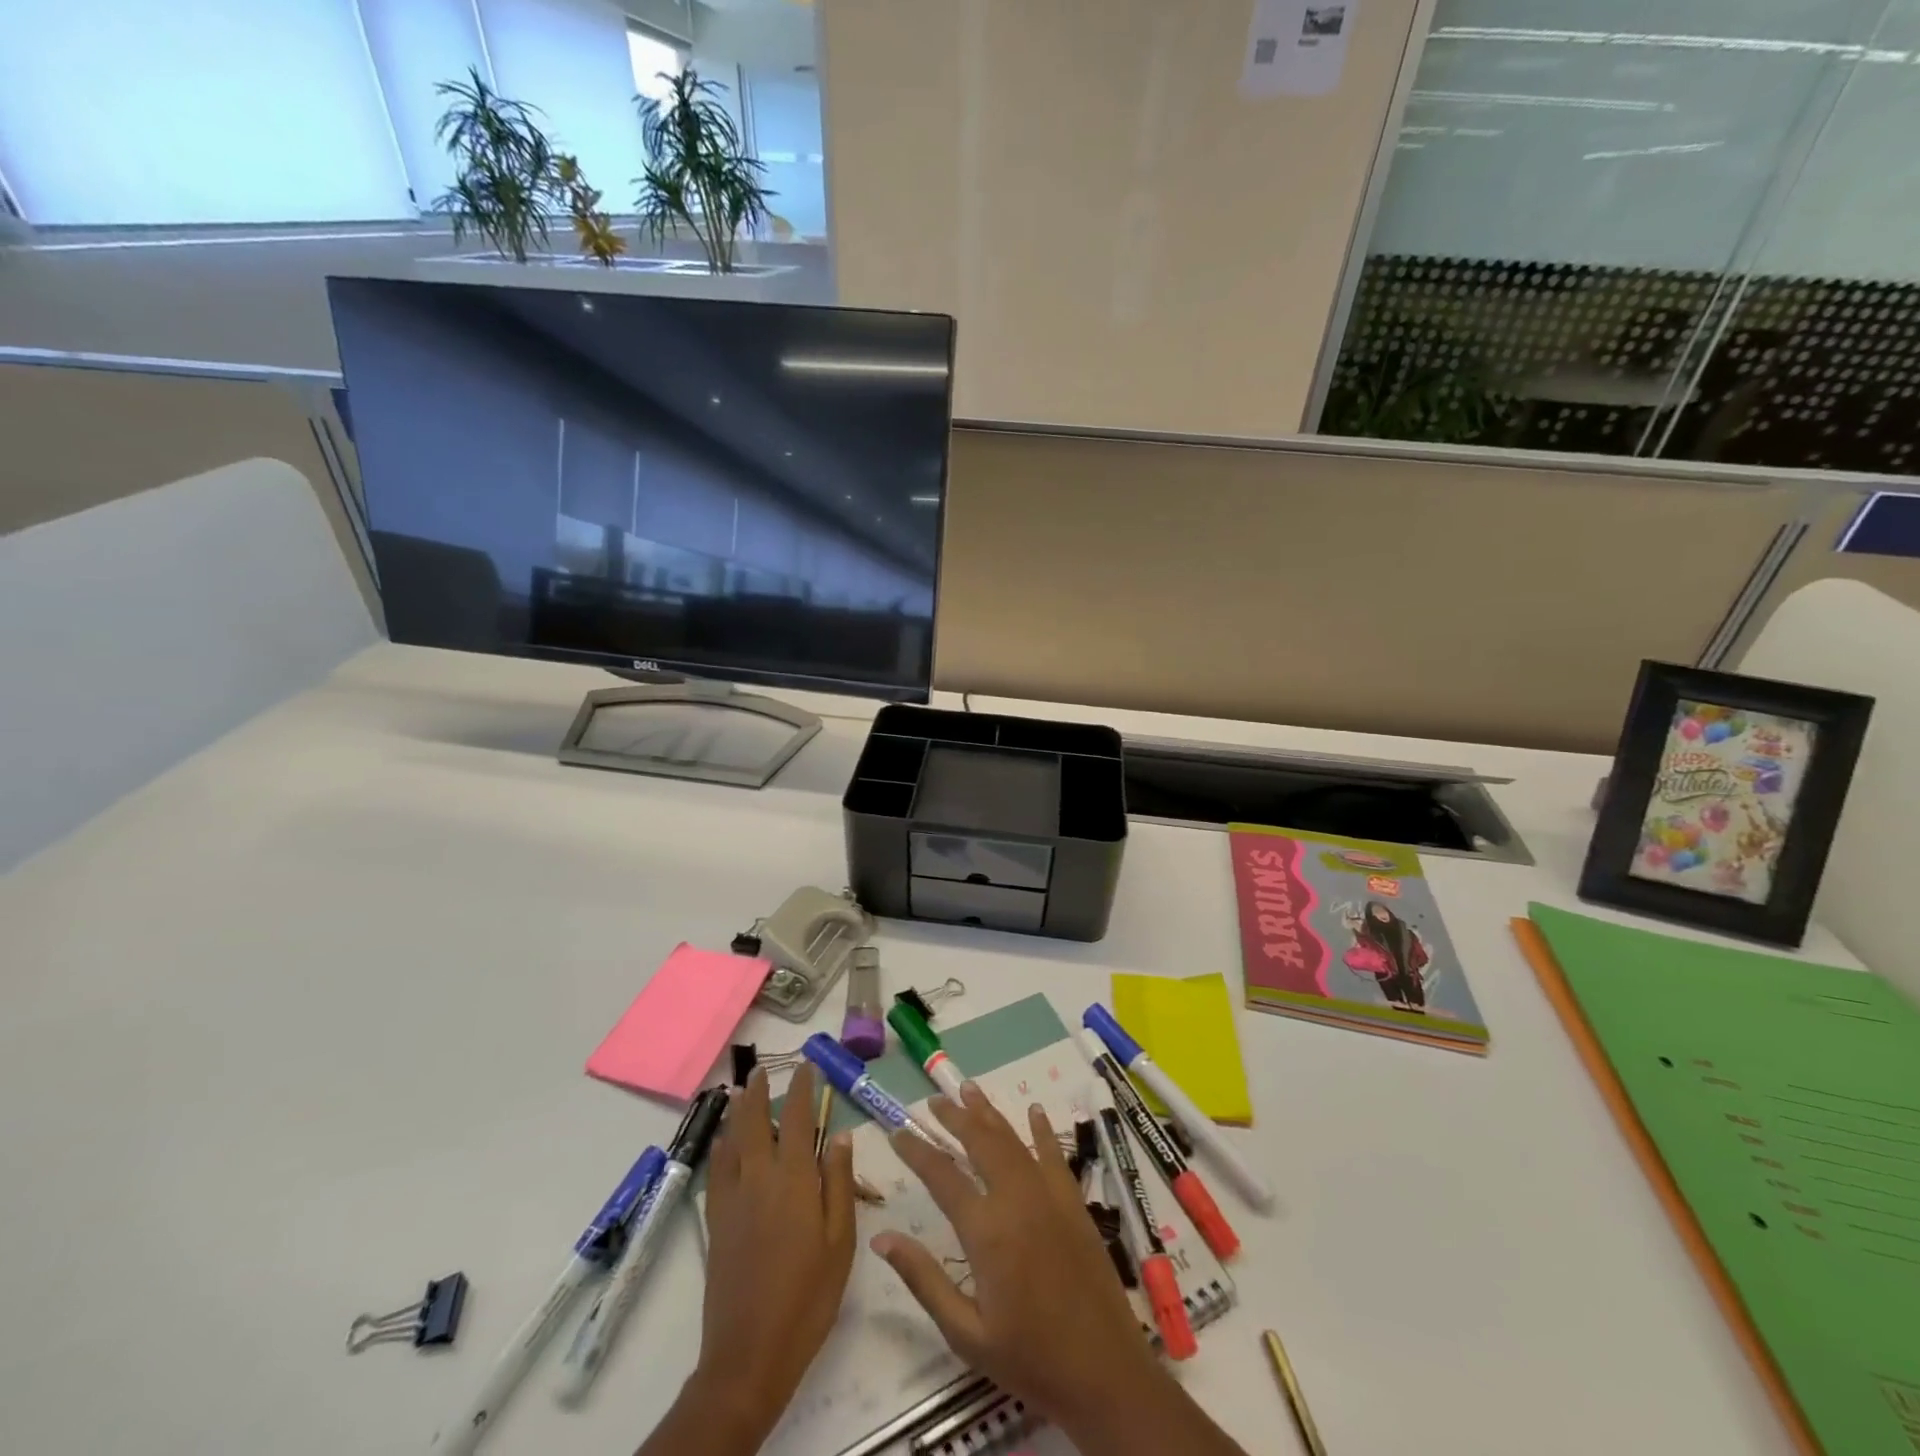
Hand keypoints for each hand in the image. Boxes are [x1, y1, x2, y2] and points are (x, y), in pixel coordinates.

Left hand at [689, 1065, 854, 1443]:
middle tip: (762, 1070)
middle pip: (755, 1122)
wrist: (750, 1353)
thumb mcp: (840, 1241)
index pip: (796, 1119)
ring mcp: (732, 1199)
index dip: (801, 1089)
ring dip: (737, 1112)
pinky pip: (716, 1170)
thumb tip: (839, 1135)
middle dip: (759, 1092)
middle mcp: (759, 1178)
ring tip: (740, 1092)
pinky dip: (720, 1147)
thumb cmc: (808, 1296)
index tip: (806, 1066)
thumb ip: (839, 1183)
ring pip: (732, 1141)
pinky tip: (723, 1143)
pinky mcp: (716, 1222)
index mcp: (794, 1179)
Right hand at [871, 1082, 1162, 1428]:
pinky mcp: (1074, 1203)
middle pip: (979, 1142)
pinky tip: (1034, 1112)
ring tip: (969, 1089)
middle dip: (954, 1117)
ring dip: (989, 1113)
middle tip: (933, 1100)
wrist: (1105, 1373)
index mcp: (986, 1231)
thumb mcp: (966, 1333)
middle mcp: (1016, 1199)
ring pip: (1013, 1140)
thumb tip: (882, 1239)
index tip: (896, 1132)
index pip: (942, 1176)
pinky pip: (1054, 1155)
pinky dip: (1041, 1131)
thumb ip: (924, 1280)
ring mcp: (1049, 1196)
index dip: (917, 1150)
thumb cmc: (1029, 1359)